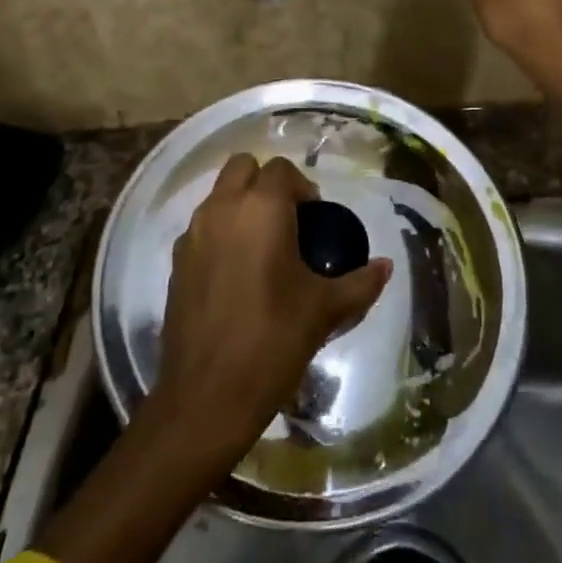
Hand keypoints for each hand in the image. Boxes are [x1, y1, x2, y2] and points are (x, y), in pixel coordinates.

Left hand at [152, 154, 391, 460]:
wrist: (207, 396)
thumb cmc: (274, 340)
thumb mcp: (325, 309)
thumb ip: (360, 282)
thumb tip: (386, 266)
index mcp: (262, 208)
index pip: (282, 169)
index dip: (302, 187)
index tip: (315, 218)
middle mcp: (222, 208)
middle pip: (242, 166)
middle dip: (266, 182)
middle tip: (288, 220)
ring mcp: (193, 234)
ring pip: (218, 195)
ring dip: (240, 205)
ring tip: (263, 247)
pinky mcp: (175, 262)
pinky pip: (201, 227)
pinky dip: (220, 233)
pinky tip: (236, 274)